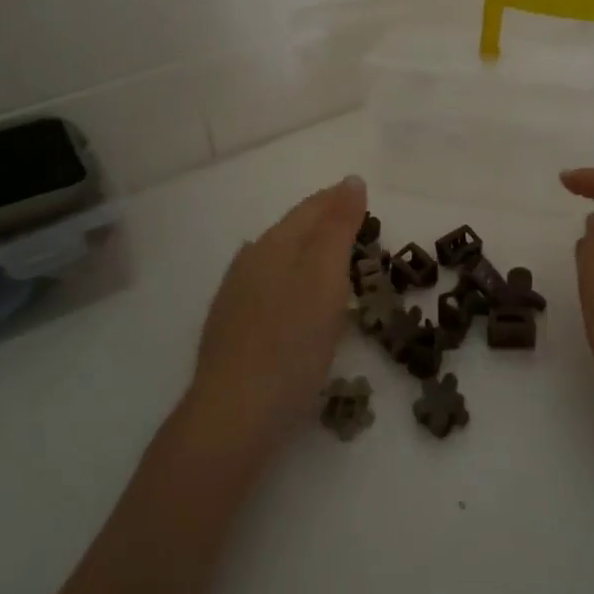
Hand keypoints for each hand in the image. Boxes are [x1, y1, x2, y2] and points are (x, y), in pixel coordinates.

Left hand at [184, 175, 366, 459]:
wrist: (234, 413)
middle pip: (292, 230)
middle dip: (322, 224)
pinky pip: (267, 287)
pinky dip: (290, 281)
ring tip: (330, 260)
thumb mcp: (325, 279)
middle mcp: (249, 261)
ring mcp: (235, 295)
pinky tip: (291, 296)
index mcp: (273, 244)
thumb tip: (351, 180)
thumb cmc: (291, 342)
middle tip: (354, 227)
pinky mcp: (231, 328)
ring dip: (305, 252)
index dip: (338, 200)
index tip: (363, 197)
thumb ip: (338, 228)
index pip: (310, 208)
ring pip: (276, 258)